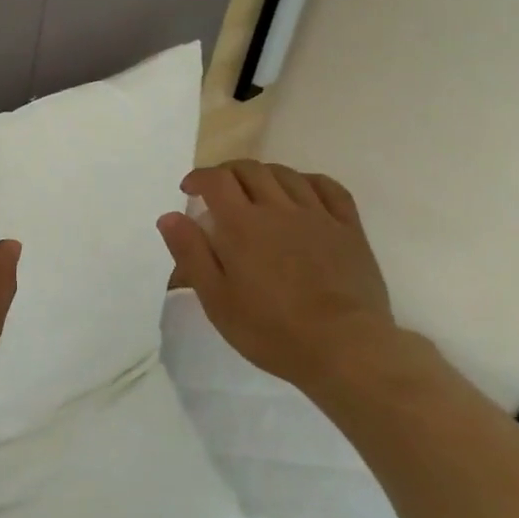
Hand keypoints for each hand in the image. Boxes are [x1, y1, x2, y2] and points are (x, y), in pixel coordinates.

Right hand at [156, 160, 396, 393]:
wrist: (344, 347)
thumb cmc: (270, 329)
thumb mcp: (216, 299)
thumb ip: (191, 253)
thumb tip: (170, 216)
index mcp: (242, 224)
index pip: (216, 180)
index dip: (199, 177)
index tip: (189, 190)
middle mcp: (278, 208)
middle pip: (250, 170)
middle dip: (228, 173)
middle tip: (218, 191)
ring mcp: (317, 215)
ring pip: (286, 174)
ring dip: (264, 174)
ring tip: (255, 191)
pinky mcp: (348, 228)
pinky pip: (329, 188)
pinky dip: (308, 181)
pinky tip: (301, 191)